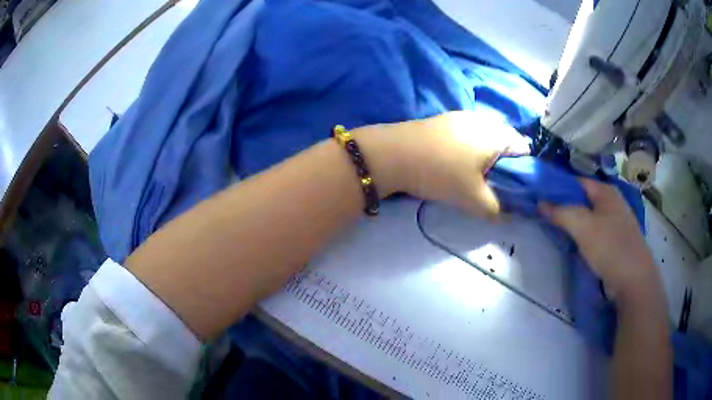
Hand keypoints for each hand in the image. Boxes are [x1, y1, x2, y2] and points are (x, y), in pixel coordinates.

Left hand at [356, 111, 530, 217]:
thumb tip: (506, 214)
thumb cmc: (441, 173)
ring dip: (486, 156)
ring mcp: (462, 116)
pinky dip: (470, 148)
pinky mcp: (444, 119)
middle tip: (493, 184)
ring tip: (473, 175)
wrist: (393, 154)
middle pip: (505, 142)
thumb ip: (496, 209)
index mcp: (497, 134)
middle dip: (504, 164)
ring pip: (486, 137)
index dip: (524, 170)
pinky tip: (455, 162)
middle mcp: (483, 119)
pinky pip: (468, 134)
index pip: (524, 148)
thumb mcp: (473, 199)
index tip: (513, 187)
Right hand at [539, 179, 661, 304]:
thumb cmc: (610, 247)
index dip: (557, 187)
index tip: (539, 197)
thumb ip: (561, 212)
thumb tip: (540, 203)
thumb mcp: (583, 226)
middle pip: (582, 199)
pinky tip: (574, 244)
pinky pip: (595, 232)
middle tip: (544, 216)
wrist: (634, 279)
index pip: (576, 181)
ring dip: (573, 222)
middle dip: (564, 206)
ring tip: (555, 230)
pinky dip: (583, 235)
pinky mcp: (616, 241)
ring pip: (589, 217)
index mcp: (606, 191)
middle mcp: (612, 202)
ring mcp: (616, 222)